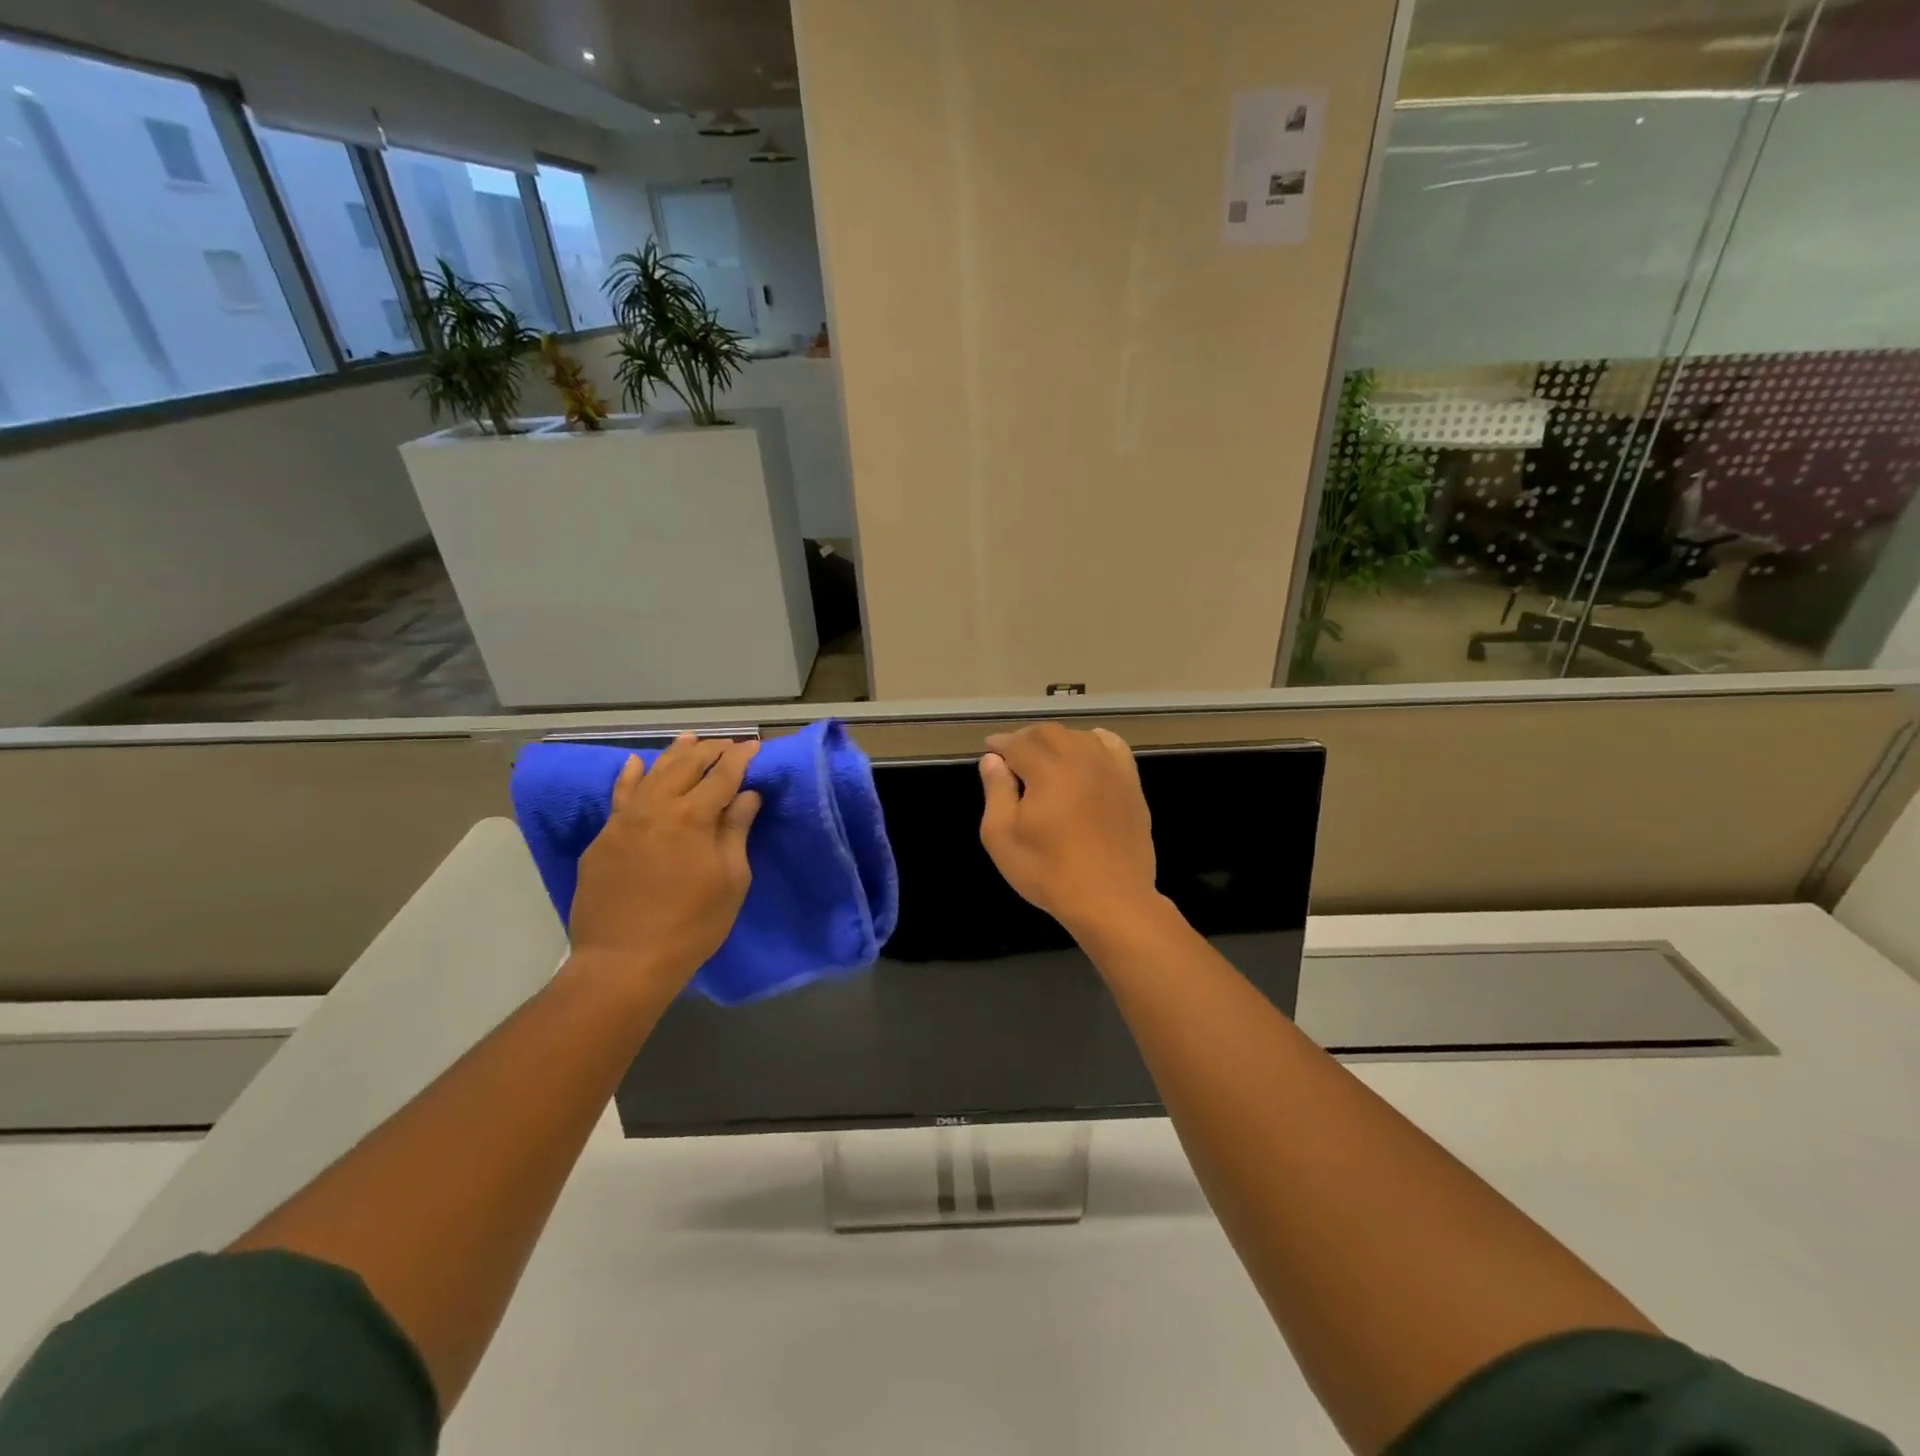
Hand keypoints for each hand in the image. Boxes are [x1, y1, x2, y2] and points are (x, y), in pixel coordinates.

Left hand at [567, 735, 761, 995]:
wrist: (624, 961)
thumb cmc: (692, 925)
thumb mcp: (730, 880)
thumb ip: (736, 831)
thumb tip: (747, 795)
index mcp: (693, 817)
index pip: (722, 776)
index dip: (740, 758)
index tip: (753, 746)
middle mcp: (656, 807)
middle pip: (686, 766)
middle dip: (709, 751)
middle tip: (727, 745)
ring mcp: (624, 821)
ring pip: (651, 774)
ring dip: (674, 755)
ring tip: (689, 739)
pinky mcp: (603, 839)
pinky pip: (620, 796)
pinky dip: (630, 776)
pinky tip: (635, 763)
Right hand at [979, 723, 1159, 932]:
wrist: (1110, 899)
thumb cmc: (1048, 872)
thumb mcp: (1002, 837)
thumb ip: (995, 792)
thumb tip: (993, 760)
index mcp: (1048, 770)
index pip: (1018, 743)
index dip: (1000, 744)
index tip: (989, 750)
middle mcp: (1081, 759)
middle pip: (1048, 733)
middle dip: (1025, 739)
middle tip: (1012, 757)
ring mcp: (1111, 769)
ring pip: (1079, 736)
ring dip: (1056, 740)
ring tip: (1044, 759)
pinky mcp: (1131, 783)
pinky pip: (1112, 746)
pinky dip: (1093, 742)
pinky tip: (1084, 756)